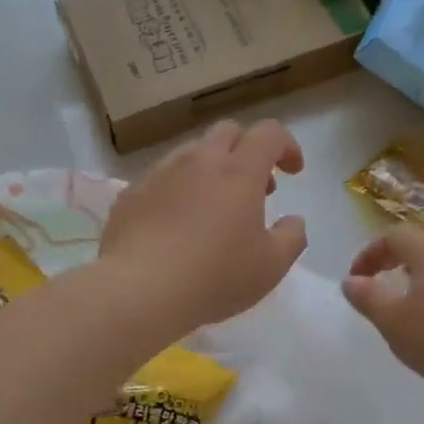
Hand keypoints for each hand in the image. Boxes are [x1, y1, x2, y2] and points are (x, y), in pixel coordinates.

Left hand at [100, 120, 307, 335]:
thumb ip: (292, 237)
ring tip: (214, 207)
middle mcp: (198, 161)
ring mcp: (159, 174)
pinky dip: (178, 191)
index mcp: (238, 171)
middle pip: (227, 132)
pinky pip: (160, 179)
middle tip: (256, 188)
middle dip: (248, 150)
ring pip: (190, 153)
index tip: (293, 171)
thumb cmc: (215, 277)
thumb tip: (294, 220)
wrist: (139, 291)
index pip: (269, 133)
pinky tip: (175, 224)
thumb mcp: (271, 266)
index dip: (286, 146)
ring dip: (211, 168)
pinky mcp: (130, 194)